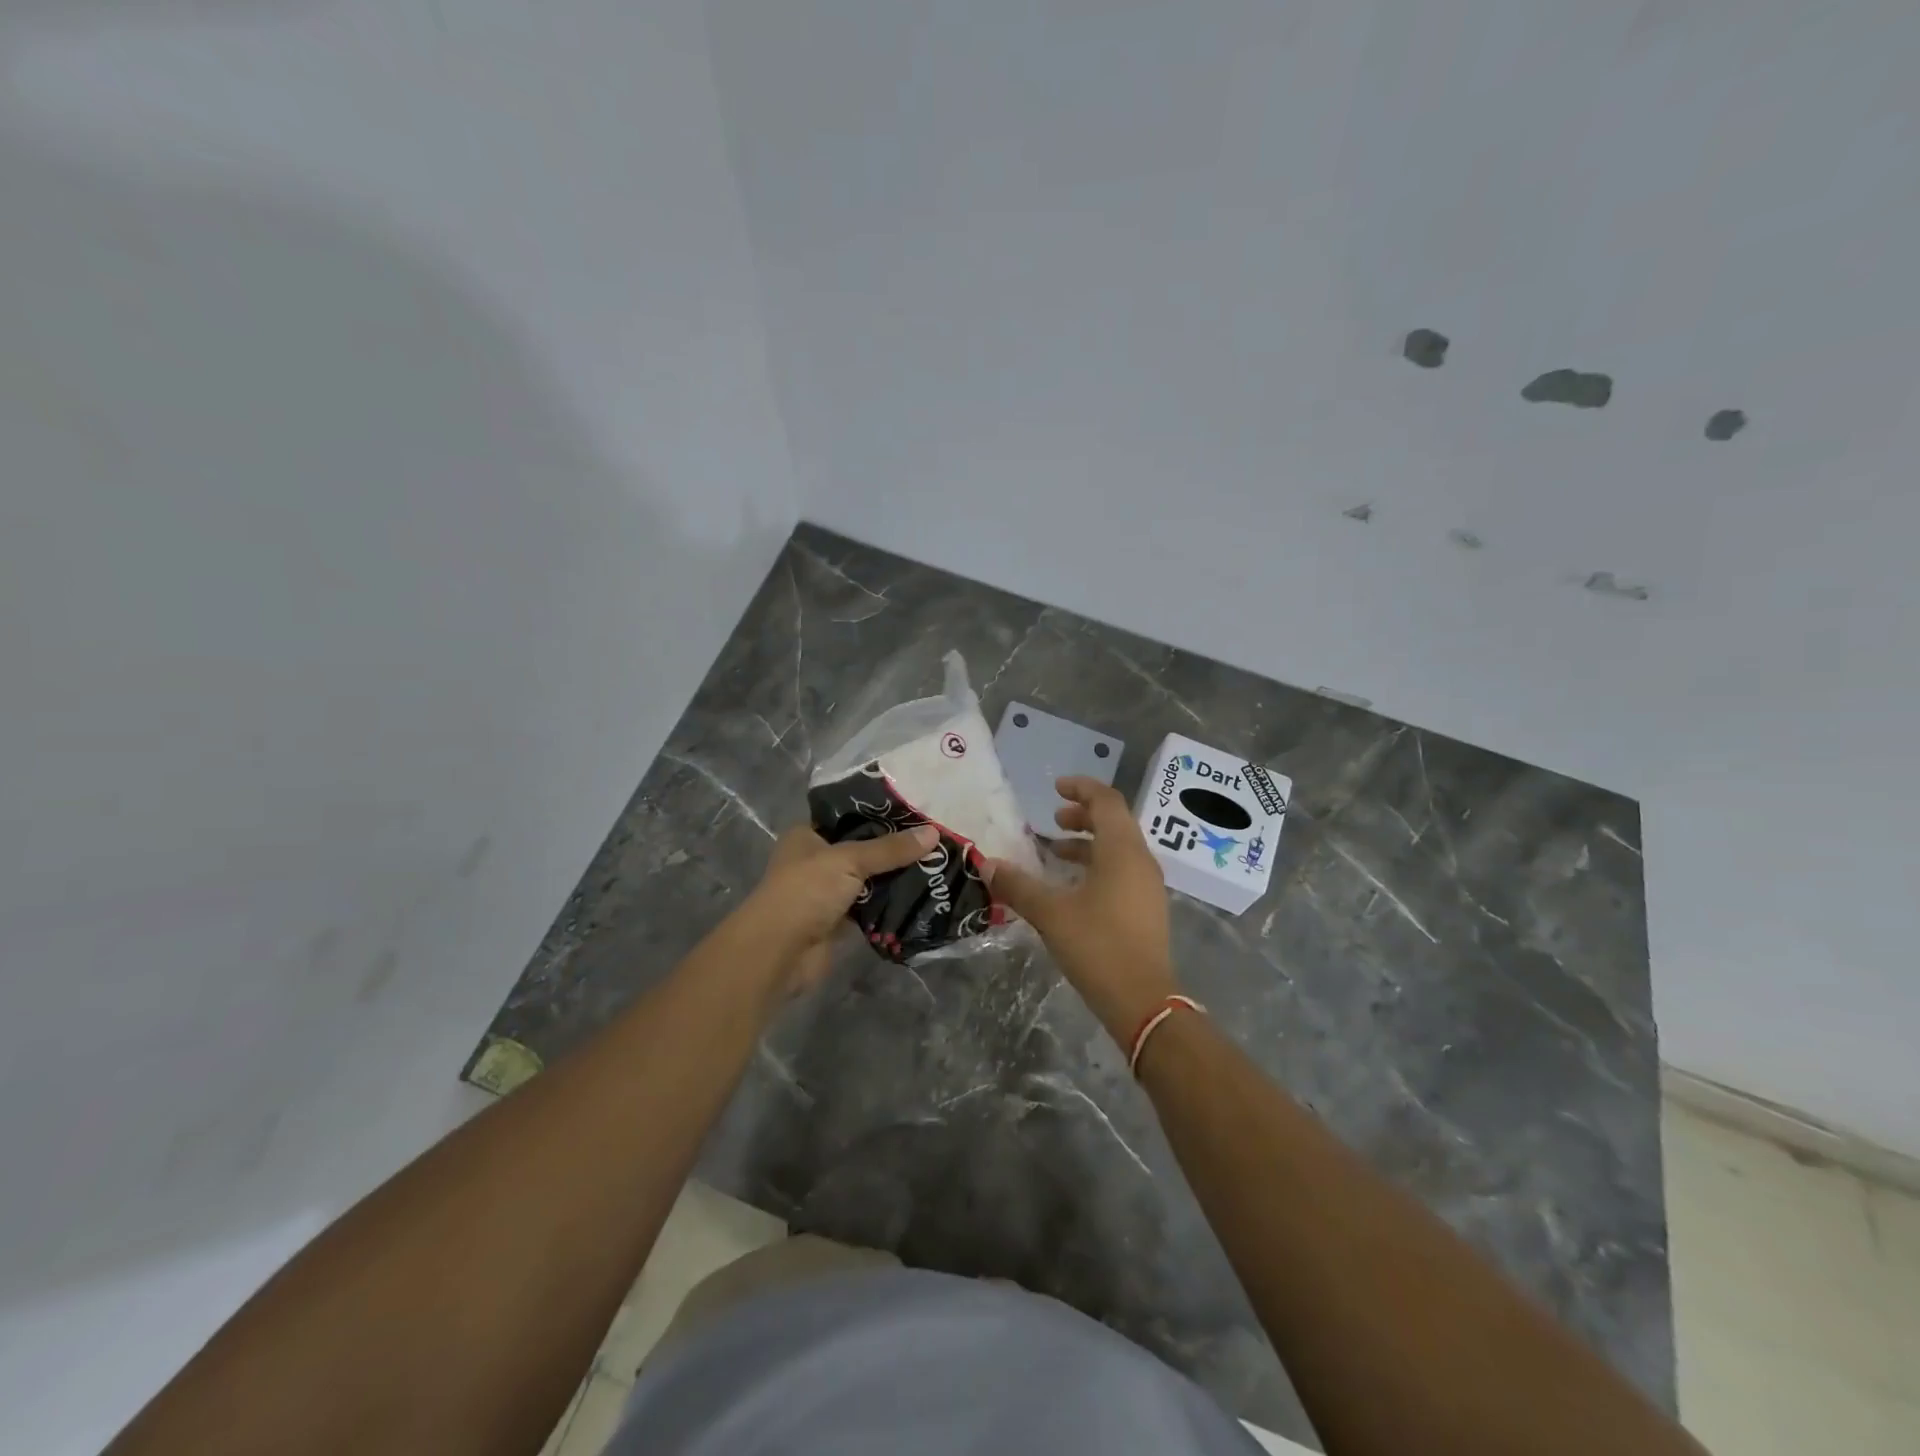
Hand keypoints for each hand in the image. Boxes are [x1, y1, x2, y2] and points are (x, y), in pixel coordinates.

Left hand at [742, 824, 937, 995]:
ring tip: (936, 864)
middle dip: (894, 847)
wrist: (779, 953)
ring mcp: (827, 892)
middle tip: (934, 838)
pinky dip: (891, 904)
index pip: (848, 816)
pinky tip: (923, 895)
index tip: (915, 810)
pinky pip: (871, 907)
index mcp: (808, 835)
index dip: (879, 812)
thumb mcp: (849, 860)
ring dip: (896, 877)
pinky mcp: (839, 921)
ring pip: (869, 879)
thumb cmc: (806, 891)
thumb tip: (934, 832)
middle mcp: (816, 860)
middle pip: (862, 848)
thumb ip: (891, 848)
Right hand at [988, 776, 1179, 1042]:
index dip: (1081, 788)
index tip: (1055, 787)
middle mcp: (1141, 861)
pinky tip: (1072, 886)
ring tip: (1055, 852)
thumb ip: (1018, 886)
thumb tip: (987, 863)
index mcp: (1122, 851)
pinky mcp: (1147, 908)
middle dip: (1082, 815)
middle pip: (1114, 821)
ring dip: (1088, 842)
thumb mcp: (1051, 914)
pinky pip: (1122, 870)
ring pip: (1119, 848)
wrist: (1143, 1002)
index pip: (1106, 801)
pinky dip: (1097, 865)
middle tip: (1052, 820)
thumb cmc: (1098, 947)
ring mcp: (1148, 886)